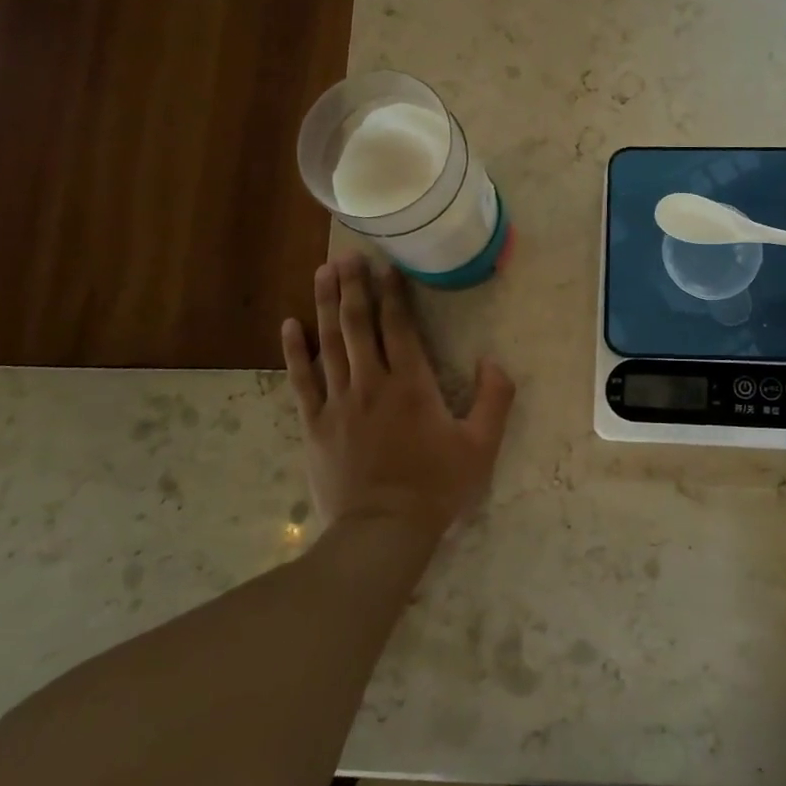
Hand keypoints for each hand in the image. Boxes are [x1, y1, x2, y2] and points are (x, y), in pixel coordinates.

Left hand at [281, 252, 514, 541]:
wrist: (383, 530)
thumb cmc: (436, 487)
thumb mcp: (481, 445)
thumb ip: (495, 398)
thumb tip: (494, 360)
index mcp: (411, 384)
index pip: (399, 326)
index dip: (393, 292)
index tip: (387, 265)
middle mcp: (371, 382)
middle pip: (358, 324)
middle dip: (354, 286)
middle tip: (349, 255)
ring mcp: (338, 402)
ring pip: (328, 342)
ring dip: (326, 304)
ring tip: (324, 272)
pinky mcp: (315, 424)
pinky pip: (301, 379)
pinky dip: (295, 350)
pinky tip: (290, 325)